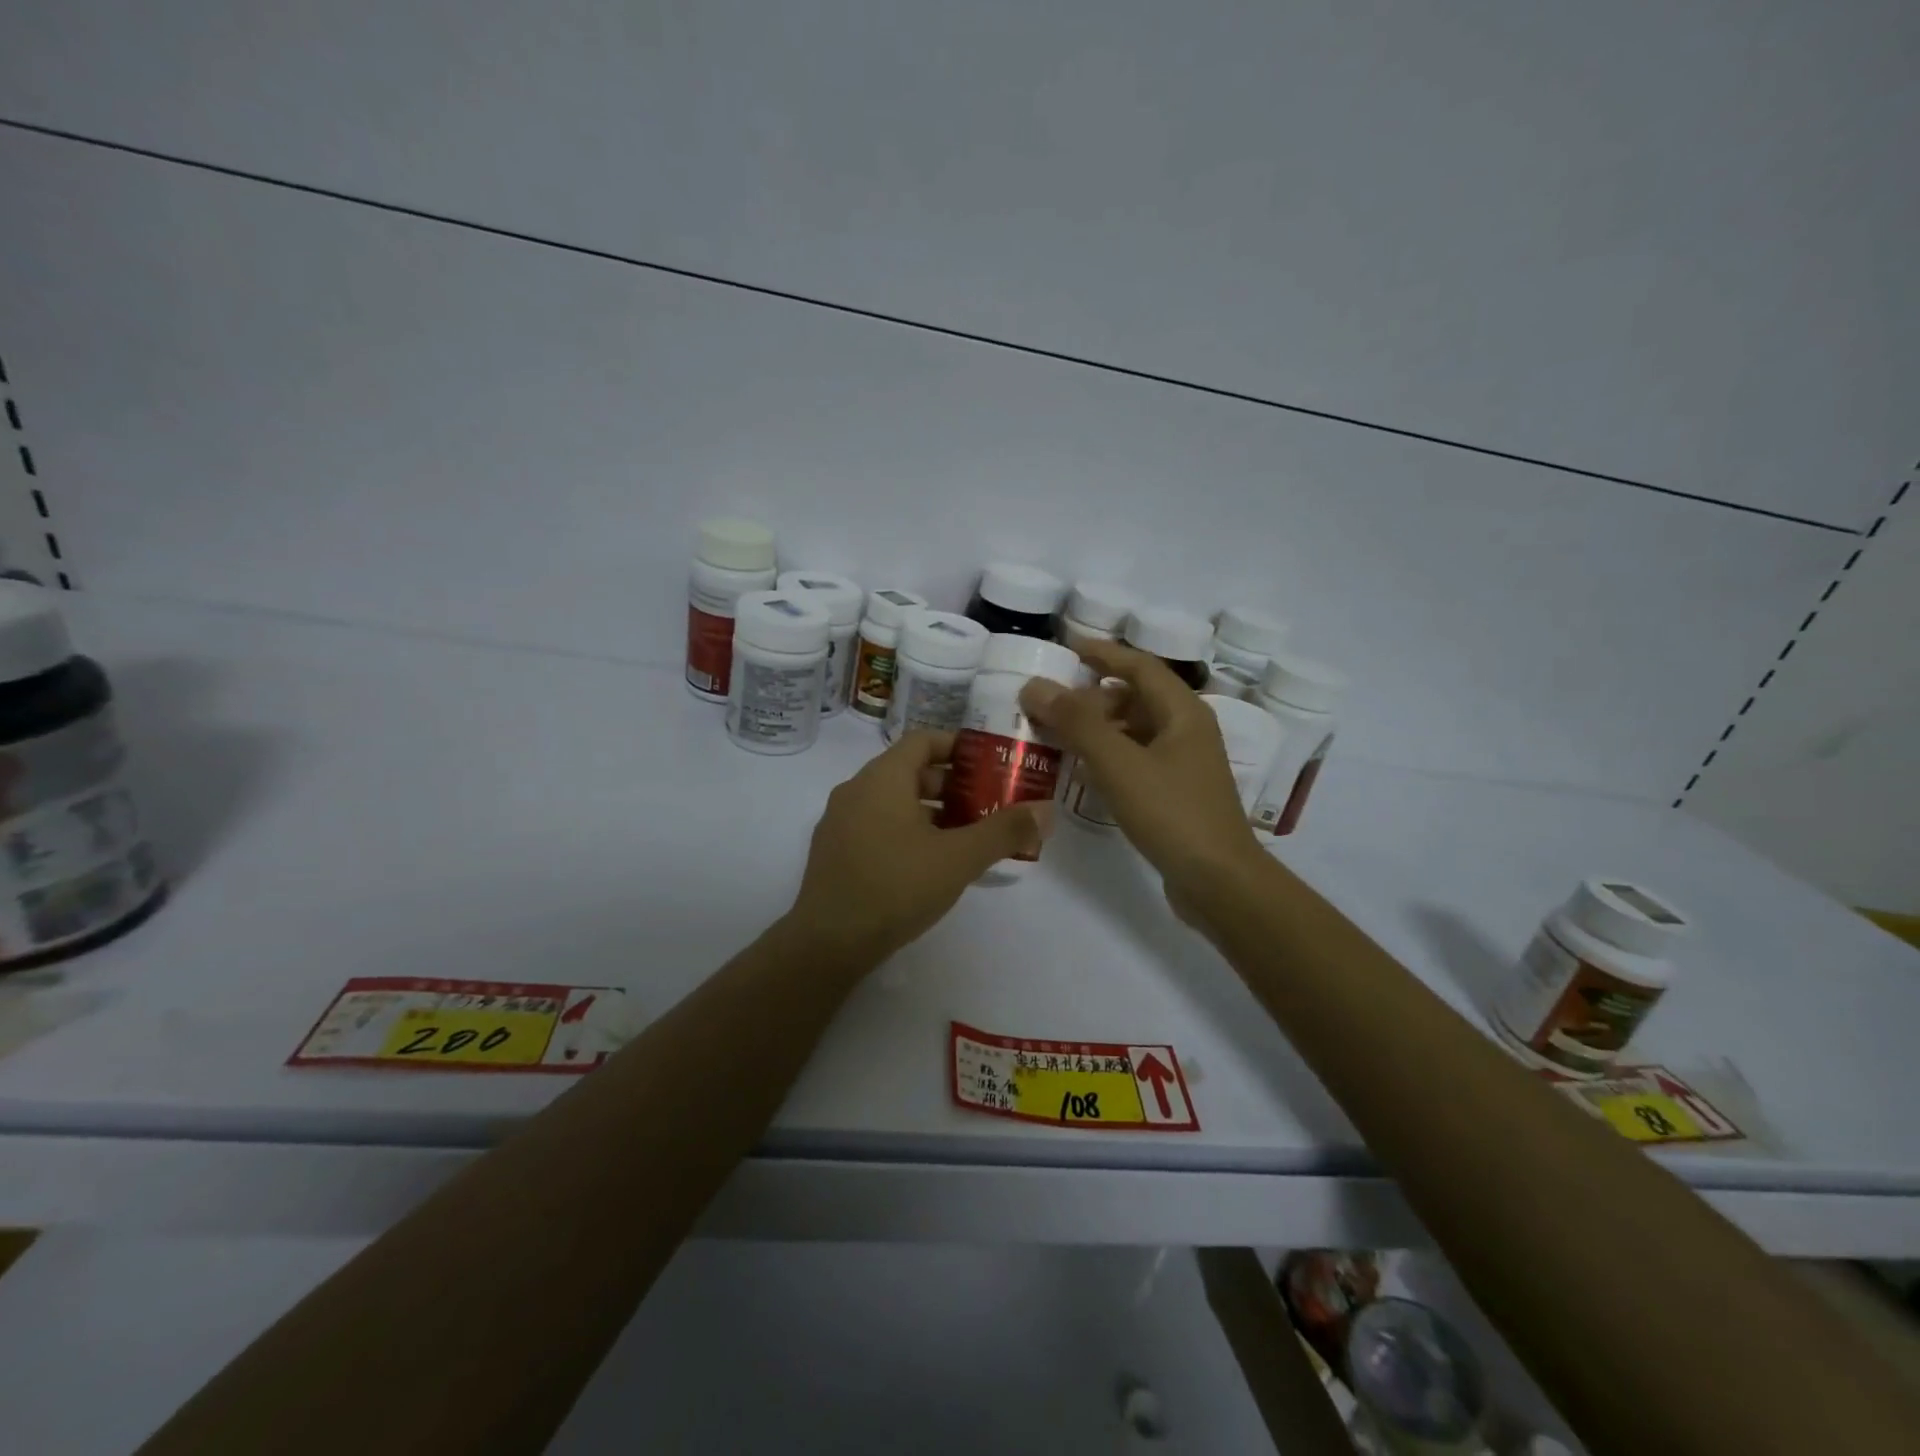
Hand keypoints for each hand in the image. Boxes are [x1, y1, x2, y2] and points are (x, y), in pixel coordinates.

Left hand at [787, 730, 1053, 963]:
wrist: (827, 943)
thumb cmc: (896, 887)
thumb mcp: (959, 858)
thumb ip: (1004, 831)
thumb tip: (1047, 810)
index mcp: (882, 778)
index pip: (924, 740)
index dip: (959, 747)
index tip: (990, 764)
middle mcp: (856, 790)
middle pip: (910, 771)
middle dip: (952, 785)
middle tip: (989, 803)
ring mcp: (840, 822)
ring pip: (893, 802)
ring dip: (931, 811)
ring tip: (967, 835)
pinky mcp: (834, 852)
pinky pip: (876, 825)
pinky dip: (907, 831)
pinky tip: (930, 863)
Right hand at [1020, 642, 1263, 900]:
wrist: (1219, 882)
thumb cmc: (1172, 813)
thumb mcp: (1119, 763)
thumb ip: (1077, 722)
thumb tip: (1035, 685)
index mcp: (1182, 712)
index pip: (1139, 666)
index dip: (1103, 653)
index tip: (1067, 646)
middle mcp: (1187, 731)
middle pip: (1136, 698)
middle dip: (1092, 696)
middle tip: (1050, 700)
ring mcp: (1184, 764)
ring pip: (1134, 731)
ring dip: (1097, 728)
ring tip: (1056, 733)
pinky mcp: (1176, 793)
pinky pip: (1136, 760)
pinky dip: (1107, 757)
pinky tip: (1080, 771)